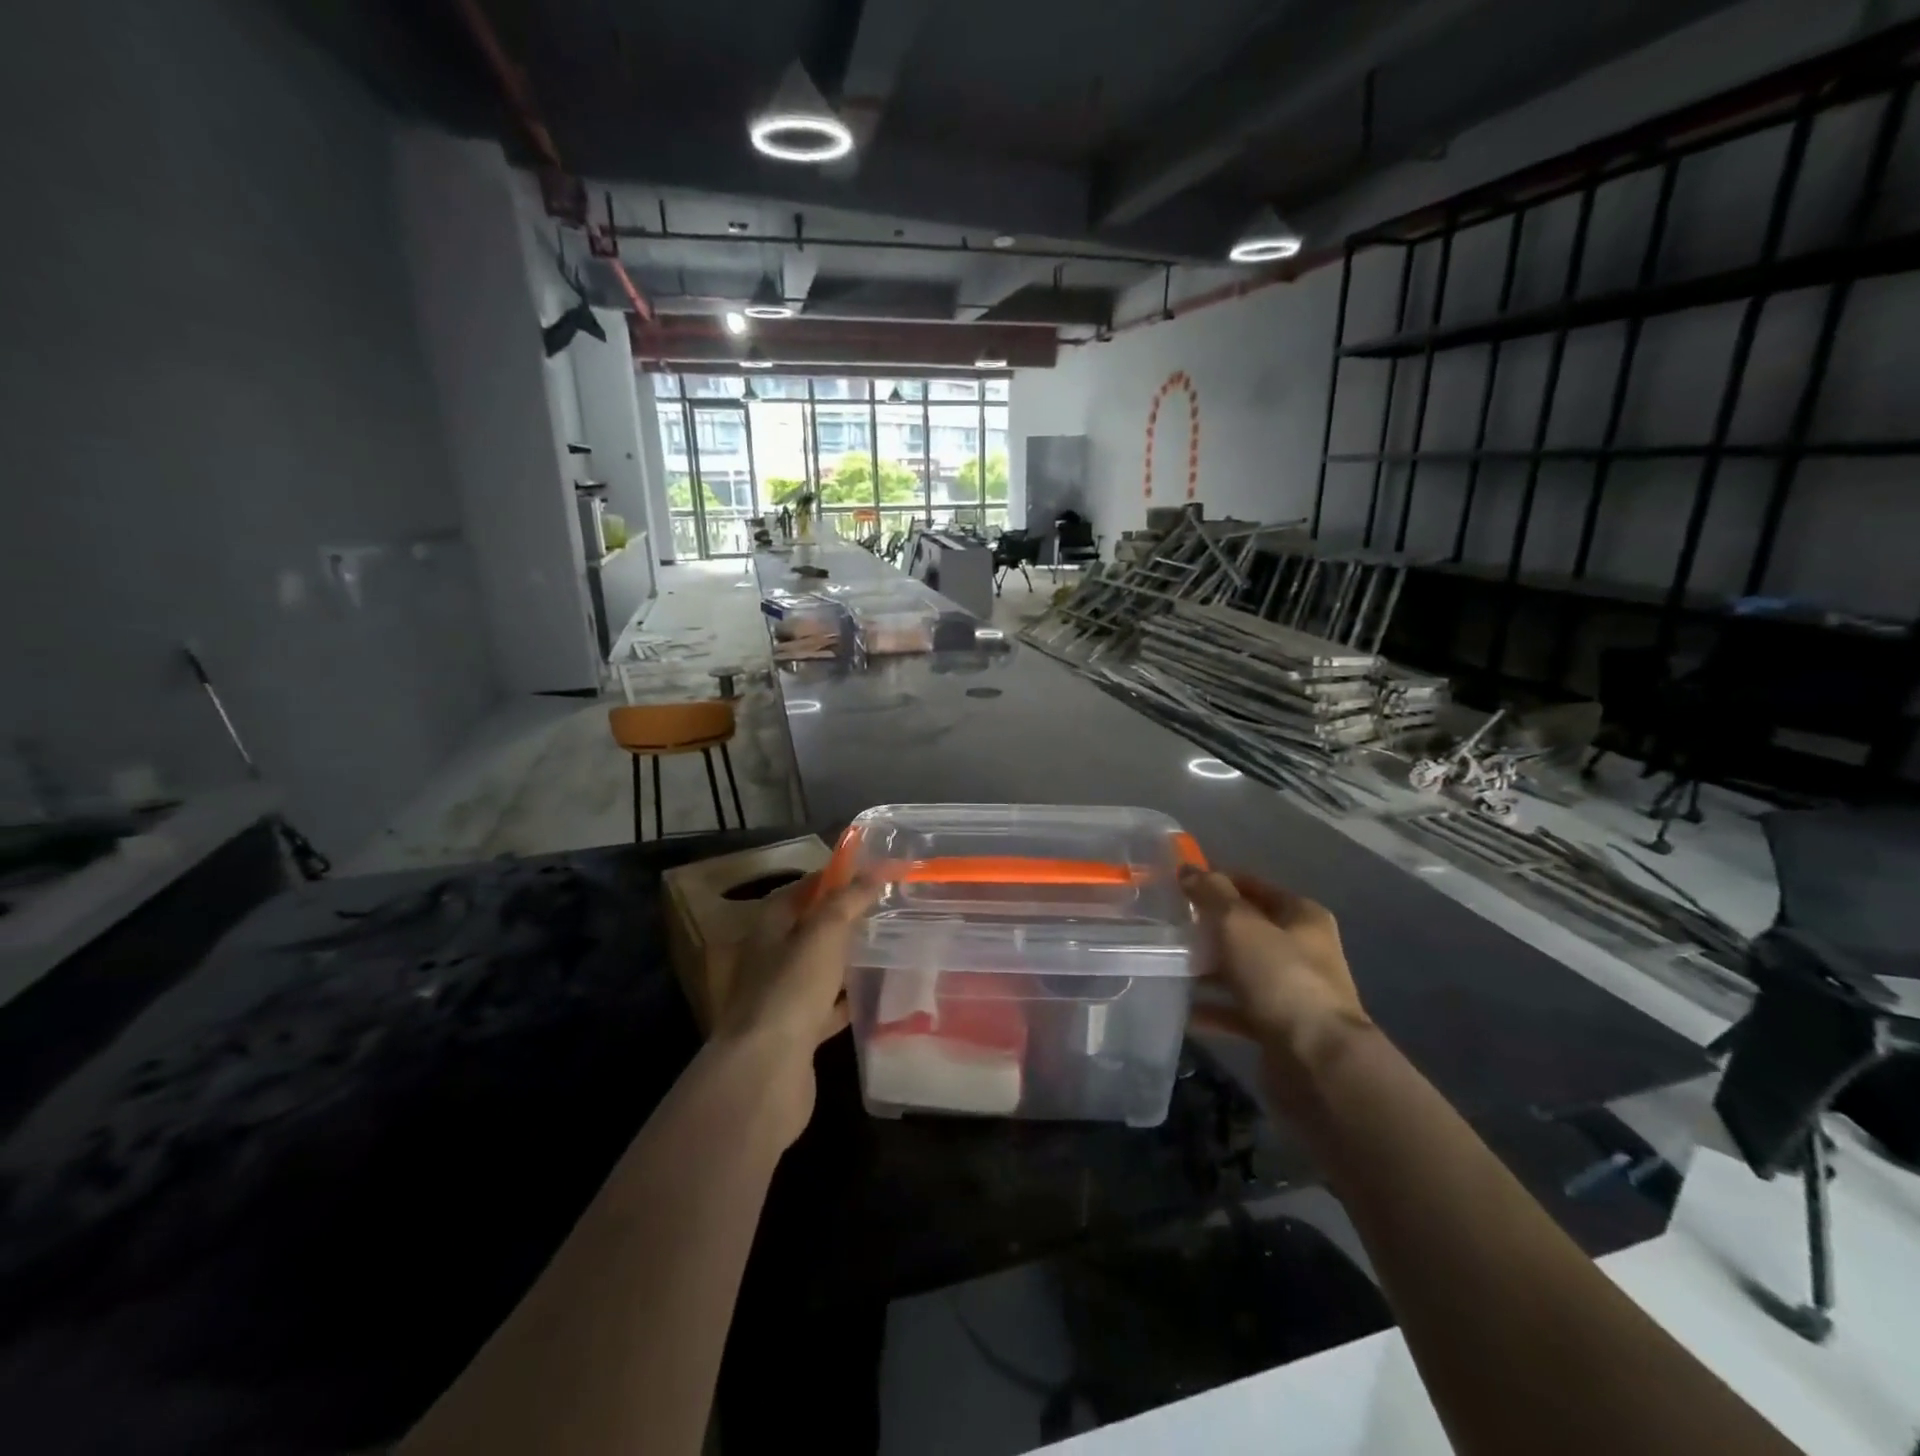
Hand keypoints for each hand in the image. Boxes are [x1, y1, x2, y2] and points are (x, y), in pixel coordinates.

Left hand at [711, 872, 876, 1144]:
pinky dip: (847, 1001)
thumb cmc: (791, 989)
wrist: (766, 1071)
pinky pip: (826, 1008)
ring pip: (818, 969)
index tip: (867, 873)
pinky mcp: (797, 1033)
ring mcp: (781, 998)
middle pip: (808, 929)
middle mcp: (770, 959)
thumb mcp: (823, 933)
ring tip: (883, 947)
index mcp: (769, 928)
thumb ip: (848, 900)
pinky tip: (874, 997)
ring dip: (844, 959)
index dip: (830, 878)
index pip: (799, 890)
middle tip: (882, 909)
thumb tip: (874, 870)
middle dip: (841, 919)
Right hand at [1180, 867, 1370, 1085]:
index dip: (1217, 881)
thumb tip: (1188, 870)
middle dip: (1207, 927)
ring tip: (1165, 962)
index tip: (1178, 885)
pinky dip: (1211, 1008)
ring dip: (1206, 968)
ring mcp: (1292, 991)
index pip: (1253, 886)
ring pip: (1239, 970)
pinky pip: (1236, 1010)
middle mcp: (1302, 950)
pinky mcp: (1279, 1028)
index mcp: (1302, 916)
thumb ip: (1211, 894)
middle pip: (1246, 929)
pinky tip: (1179, 1008)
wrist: (1317, 1063)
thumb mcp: (1238, 924)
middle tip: (1167, 925)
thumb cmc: (1280, 978)